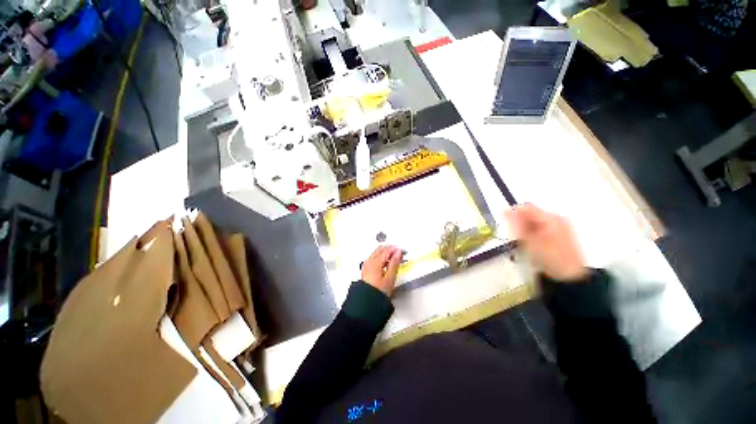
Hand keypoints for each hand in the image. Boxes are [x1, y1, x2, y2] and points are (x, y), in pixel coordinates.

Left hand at [361, 245, 403, 295]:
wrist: (368, 302)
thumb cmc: (377, 292)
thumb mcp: (390, 278)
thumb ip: (395, 263)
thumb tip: (398, 253)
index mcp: (375, 262)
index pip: (387, 250)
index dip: (396, 249)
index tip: (402, 250)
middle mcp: (369, 261)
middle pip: (381, 249)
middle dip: (390, 249)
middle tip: (399, 252)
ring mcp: (367, 265)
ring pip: (377, 252)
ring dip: (386, 252)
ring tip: (394, 257)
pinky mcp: (366, 269)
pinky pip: (374, 257)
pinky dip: (381, 256)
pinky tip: (386, 262)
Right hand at [505, 204, 587, 281]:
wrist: (569, 276)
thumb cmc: (548, 258)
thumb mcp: (528, 240)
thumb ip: (517, 224)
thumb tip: (506, 210)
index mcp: (550, 218)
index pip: (526, 207)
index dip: (514, 215)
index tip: (509, 227)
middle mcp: (557, 218)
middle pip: (531, 214)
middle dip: (521, 224)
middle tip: (520, 239)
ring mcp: (561, 225)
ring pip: (535, 221)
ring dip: (527, 230)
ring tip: (529, 244)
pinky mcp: (562, 232)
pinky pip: (542, 227)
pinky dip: (535, 233)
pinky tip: (536, 245)